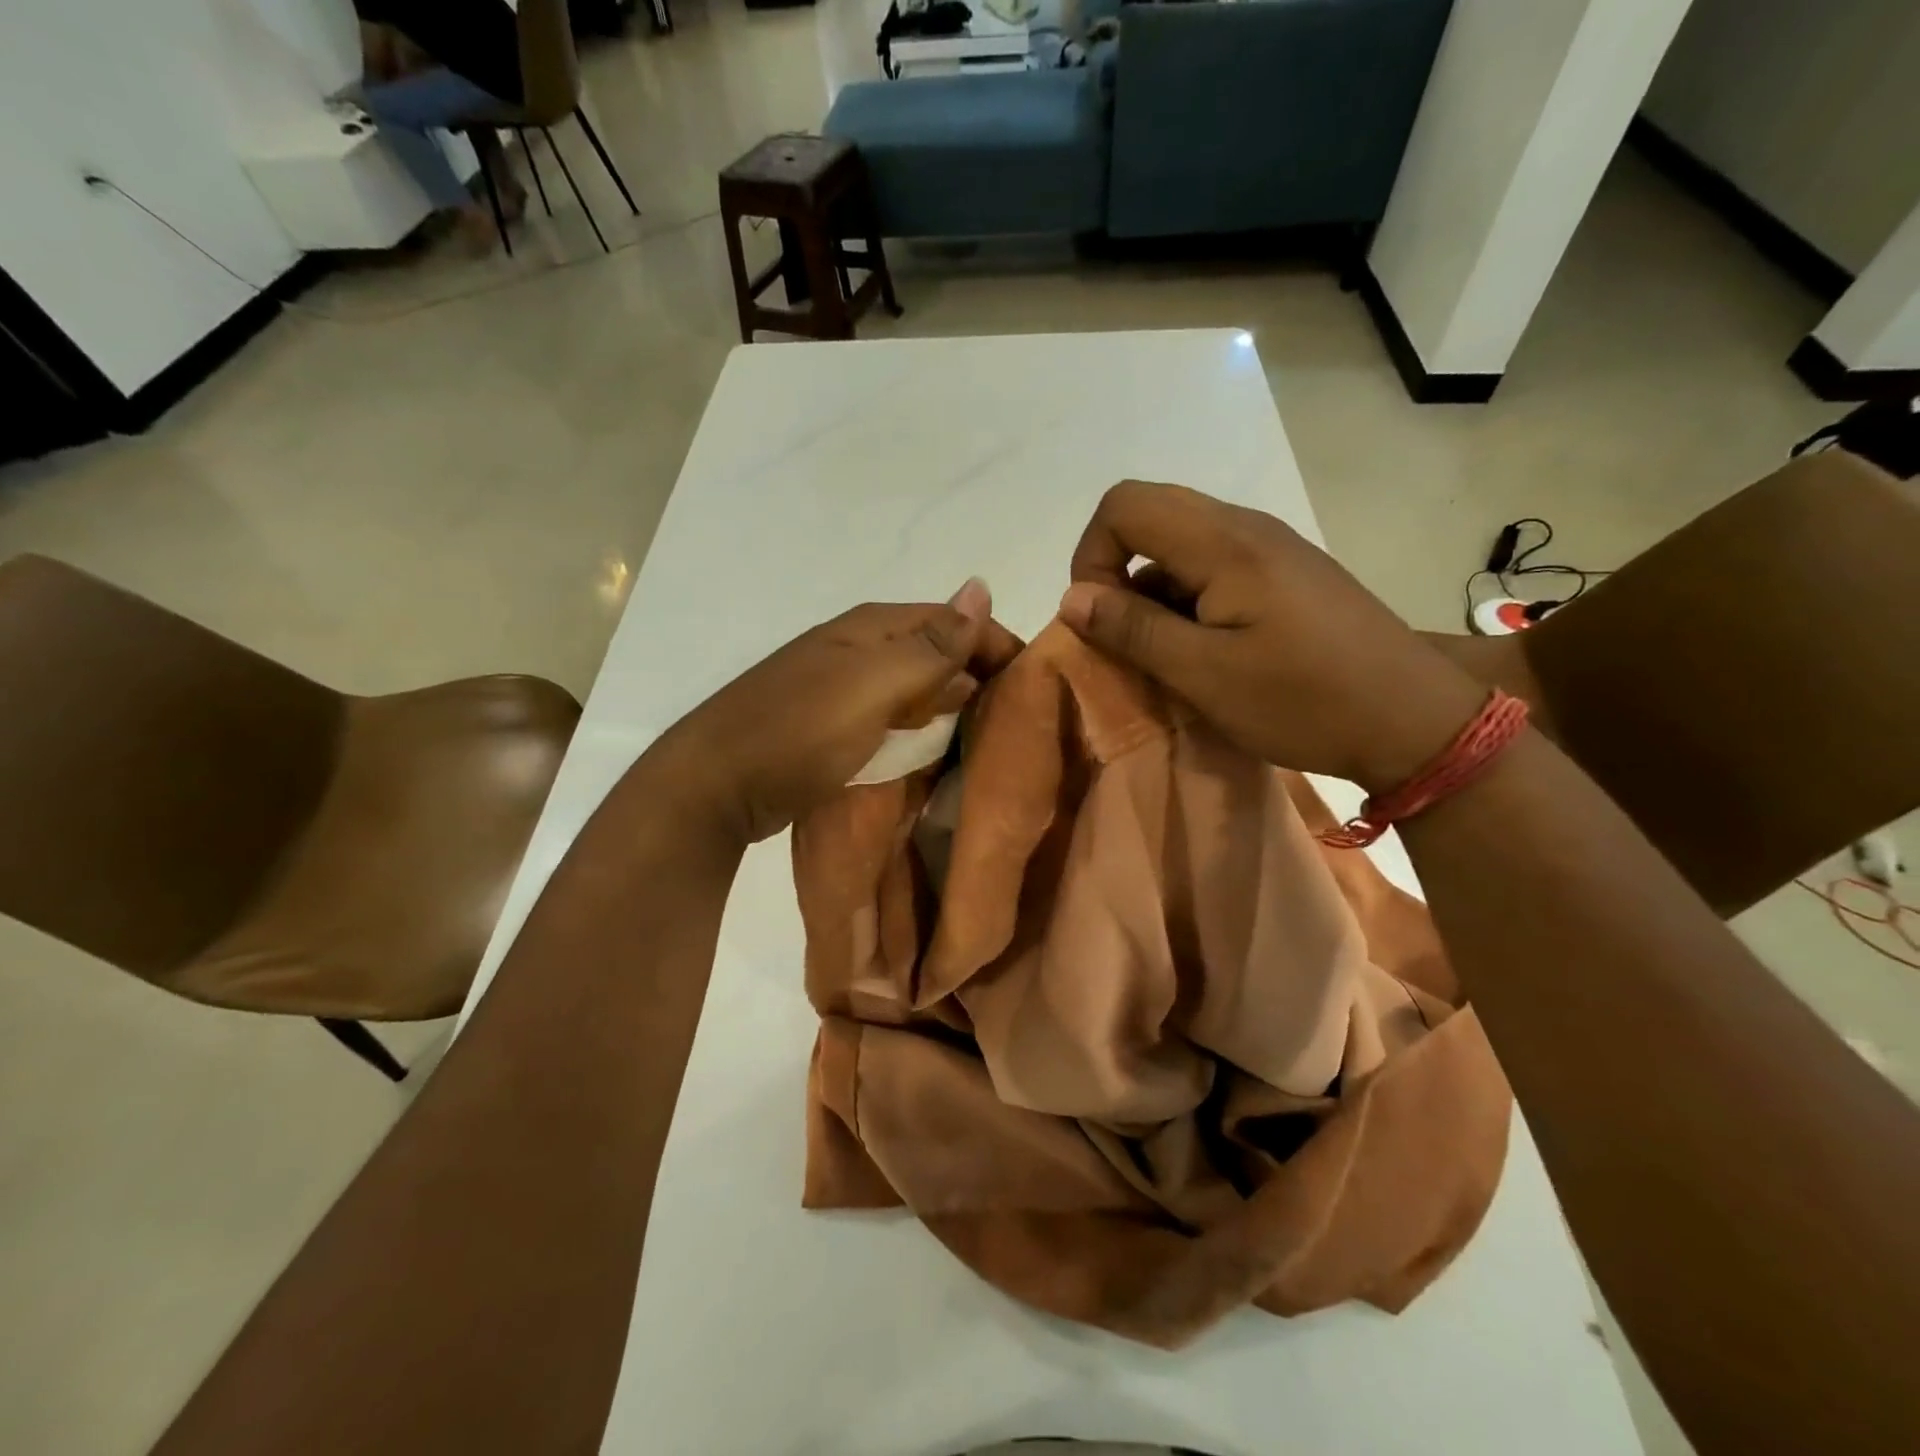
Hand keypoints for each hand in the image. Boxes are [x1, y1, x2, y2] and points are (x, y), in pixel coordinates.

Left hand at [652, 580, 1012, 843]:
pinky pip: (893, 716)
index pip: (954, 621)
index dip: (997, 644)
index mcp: (872, 628)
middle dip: (979, 675)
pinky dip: (920, 726)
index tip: (1037, 684)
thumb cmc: (799, 731)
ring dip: (952, 703)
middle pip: (936, 651)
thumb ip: (930, 645)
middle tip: (1022, 717)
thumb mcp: (872, 685)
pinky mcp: (833, 725)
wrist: (715, 784)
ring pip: (915, 685)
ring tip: (992, 735)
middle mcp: (860, 648)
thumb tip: (981, 586)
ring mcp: (843, 687)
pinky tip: (937, 747)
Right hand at [1059, 481, 1485, 790]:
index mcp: (1224, 542)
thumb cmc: (1304, 700)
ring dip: (1152, 591)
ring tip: (1165, 654)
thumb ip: (1133, 630)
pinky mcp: (1286, 574)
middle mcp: (1246, 527)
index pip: (1124, 505)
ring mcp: (1271, 548)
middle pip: (1150, 515)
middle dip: (1116, 571)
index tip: (1099, 618)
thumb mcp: (1205, 674)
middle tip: (1124, 635)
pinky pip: (1213, 567)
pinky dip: (1186, 600)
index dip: (1091, 555)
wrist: (1414, 720)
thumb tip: (1071, 598)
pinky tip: (1205, 651)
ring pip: (1180, 544)